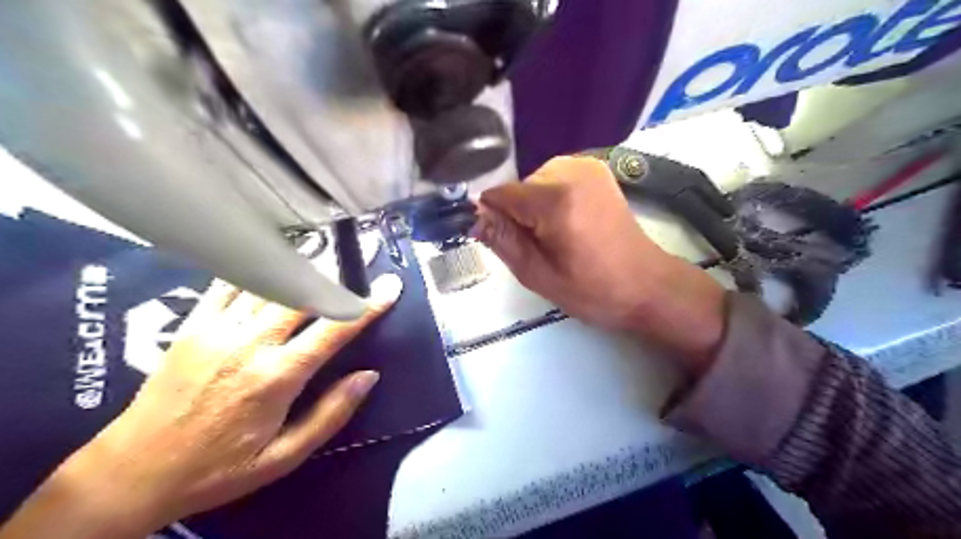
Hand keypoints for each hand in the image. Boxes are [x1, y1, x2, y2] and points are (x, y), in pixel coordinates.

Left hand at [0, 275, 399, 536]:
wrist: (132, 472)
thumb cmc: (218, 468)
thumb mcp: (284, 456)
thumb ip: (331, 413)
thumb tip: (368, 376)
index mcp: (277, 377)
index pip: (335, 328)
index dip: (367, 305)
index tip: (391, 287)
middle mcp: (250, 343)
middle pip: (303, 293)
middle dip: (338, 276)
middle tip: (359, 264)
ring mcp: (217, 329)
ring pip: (269, 282)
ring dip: (303, 267)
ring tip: (325, 255)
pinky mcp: (193, 324)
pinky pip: (229, 283)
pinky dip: (256, 268)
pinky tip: (272, 262)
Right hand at [472, 155, 727, 374]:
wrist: (647, 285)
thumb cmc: (593, 290)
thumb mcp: (537, 274)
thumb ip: (501, 240)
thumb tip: (472, 216)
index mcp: (555, 198)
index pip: (499, 195)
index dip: (492, 219)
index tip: (500, 243)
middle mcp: (570, 169)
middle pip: (518, 187)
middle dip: (517, 215)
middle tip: (539, 249)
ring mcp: (587, 165)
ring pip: (534, 182)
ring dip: (534, 208)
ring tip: (557, 237)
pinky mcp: (597, 169)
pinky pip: (554, 179)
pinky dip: (551, 199)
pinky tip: (568, 223)